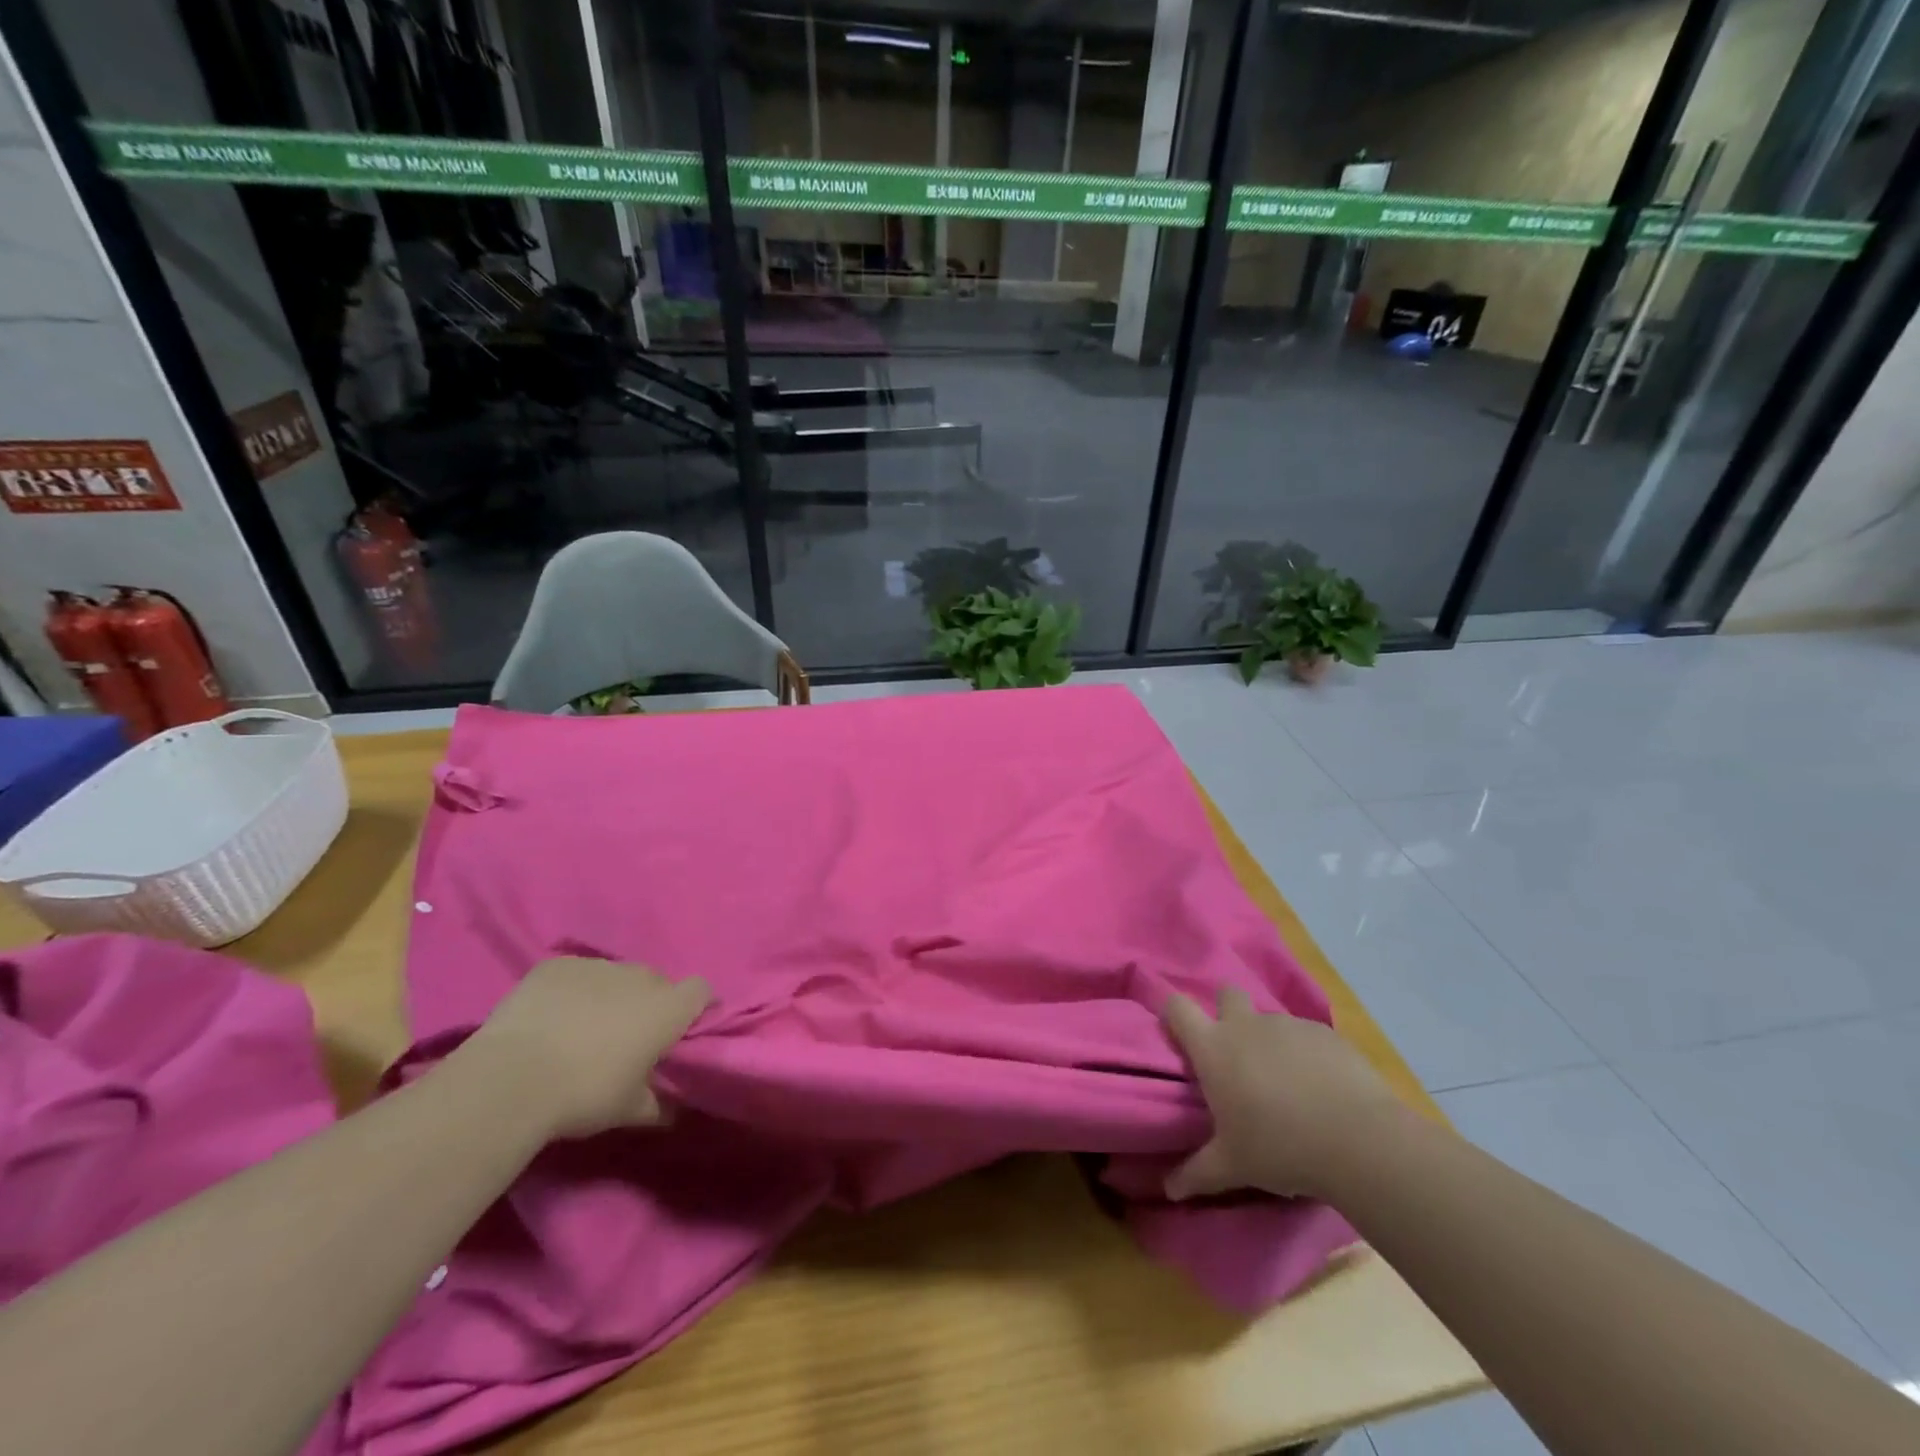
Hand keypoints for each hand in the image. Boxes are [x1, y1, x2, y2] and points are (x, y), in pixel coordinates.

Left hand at [462, 957, 710, 1138]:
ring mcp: (597, 966)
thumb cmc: (584, 1095)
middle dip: (650, 1002)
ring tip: (584, 1027)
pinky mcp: (557, 966)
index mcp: (667, 1008)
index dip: (698, 1005)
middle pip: (657, 981)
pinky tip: (552, 1016)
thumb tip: (675, 1111)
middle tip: (628, 1035)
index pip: (701, 990)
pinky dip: (572, 991)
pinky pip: (576, 974)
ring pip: (616, 975)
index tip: (685, 1027)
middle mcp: (639, 977)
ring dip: (611, 994)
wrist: (511, 1080)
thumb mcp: (629, 1111)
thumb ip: (659, 1105)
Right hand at [1162, 988, 1406, 1200]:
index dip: (1174, 1014)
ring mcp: (1288, 1024)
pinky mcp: (1326, 1033)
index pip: (1177, 1007)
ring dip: (1270, 1040)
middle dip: (1227, 1011)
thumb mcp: (1232, 1166)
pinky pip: (1307, 1036)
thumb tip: (1169, 1189)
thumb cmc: (1280, 1147)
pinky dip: (1307, 1054)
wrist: (1359, 1140)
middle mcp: (1246, 1025)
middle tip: (1237, 1052)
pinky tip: (1323, 1087)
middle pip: (1226, 994)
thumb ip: (1196, 1173)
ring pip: (1270, 1019)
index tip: (1179, 1035)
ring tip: (1287, 1082)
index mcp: (1214, 1048)